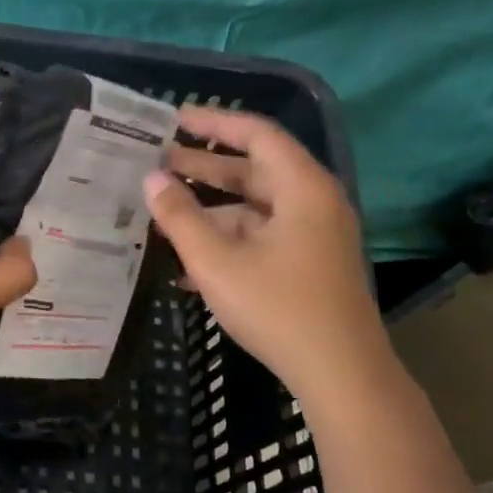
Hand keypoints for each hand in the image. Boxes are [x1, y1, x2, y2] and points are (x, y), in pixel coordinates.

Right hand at [144, 106, 387, 396]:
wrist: (340, 374)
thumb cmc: (277, 308)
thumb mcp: (216, 261)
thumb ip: (179, 216)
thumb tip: (152, 179)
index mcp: (301, 188)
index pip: (257, 134)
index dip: (214, 122)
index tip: (175, 118)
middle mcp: (313, 202)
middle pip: (254, 169)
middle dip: (204, 165)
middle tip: (157, 160)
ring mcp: (313, 235)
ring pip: (254, 206)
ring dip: (210, 207)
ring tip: (162, 209)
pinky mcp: (308, 263)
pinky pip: (262, 235)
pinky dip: (227, 237)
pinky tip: (187, 259)